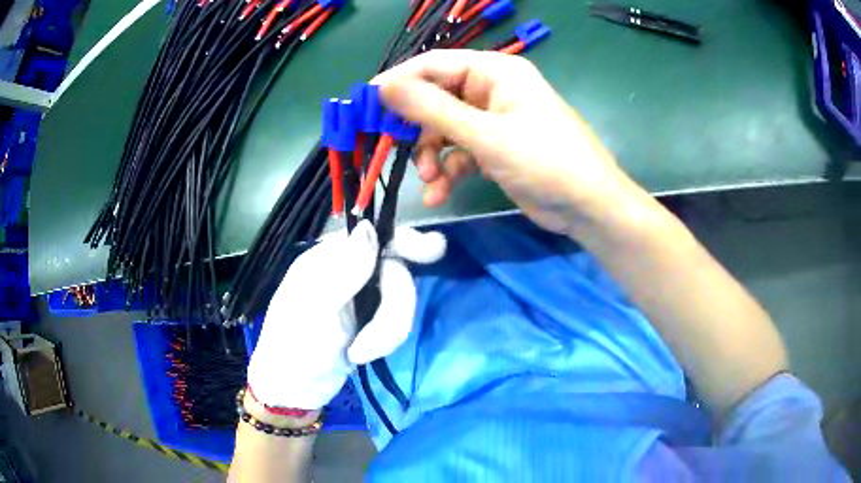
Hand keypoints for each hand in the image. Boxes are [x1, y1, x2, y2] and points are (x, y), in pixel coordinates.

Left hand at [246, 220, 445, 409]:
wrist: (294, 390)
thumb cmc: (293, 346)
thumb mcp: (316, 309)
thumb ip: (345, 270)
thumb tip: (368, 227)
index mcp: (329, 258)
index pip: (376, 236)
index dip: (406, 241)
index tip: (434, 251)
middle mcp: (349, 271)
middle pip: (396, 272)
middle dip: (392, 310)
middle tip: (375, 341)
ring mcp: (363, 297)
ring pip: (400, 300)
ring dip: (387, 331)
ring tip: (360, 353)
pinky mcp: (372, 321)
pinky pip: (397, 321)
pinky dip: (385, 340)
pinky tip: (361, 354)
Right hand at [373, 49, 635, 235]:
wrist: (588, 207)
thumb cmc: (544, 161)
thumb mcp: (485, 134)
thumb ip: (431, 110)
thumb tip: (383, 87)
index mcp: (494, 71)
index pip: (433, 65)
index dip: (398, 83)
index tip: (366, 107)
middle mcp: (491, 90)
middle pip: (435, 98)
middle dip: (417, 129)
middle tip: (394, 150)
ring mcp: (493, 120)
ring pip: (444, 130)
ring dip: (430, 156)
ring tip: (430, 181)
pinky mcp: (494, 148)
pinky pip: (459, 152)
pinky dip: (447, 172)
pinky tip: (439, 193)